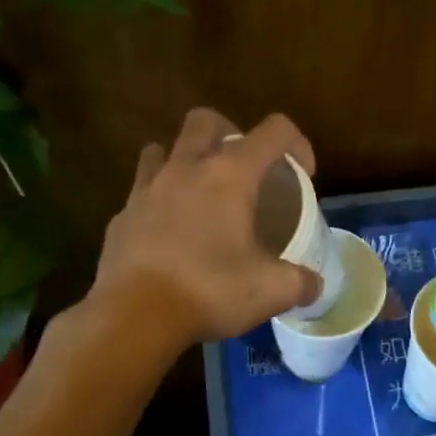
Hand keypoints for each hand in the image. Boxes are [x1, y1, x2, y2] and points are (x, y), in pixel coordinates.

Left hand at [91, 108, 322, 346]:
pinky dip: (158, 199)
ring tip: (199, 190)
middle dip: (229, 132)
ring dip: (183, 159)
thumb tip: (314, 285)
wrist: (134, 315)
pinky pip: (141, 191)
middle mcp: (186, 168)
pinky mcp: (122, 215)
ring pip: (163, 148)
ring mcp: (147, 189)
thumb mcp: (271, 291)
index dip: (297, 143)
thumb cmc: (209, 290)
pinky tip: (168, 231)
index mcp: (229, 175)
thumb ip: (300, 282)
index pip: (274, 131)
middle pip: (206, 120)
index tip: (303, 174)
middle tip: (244, 169)